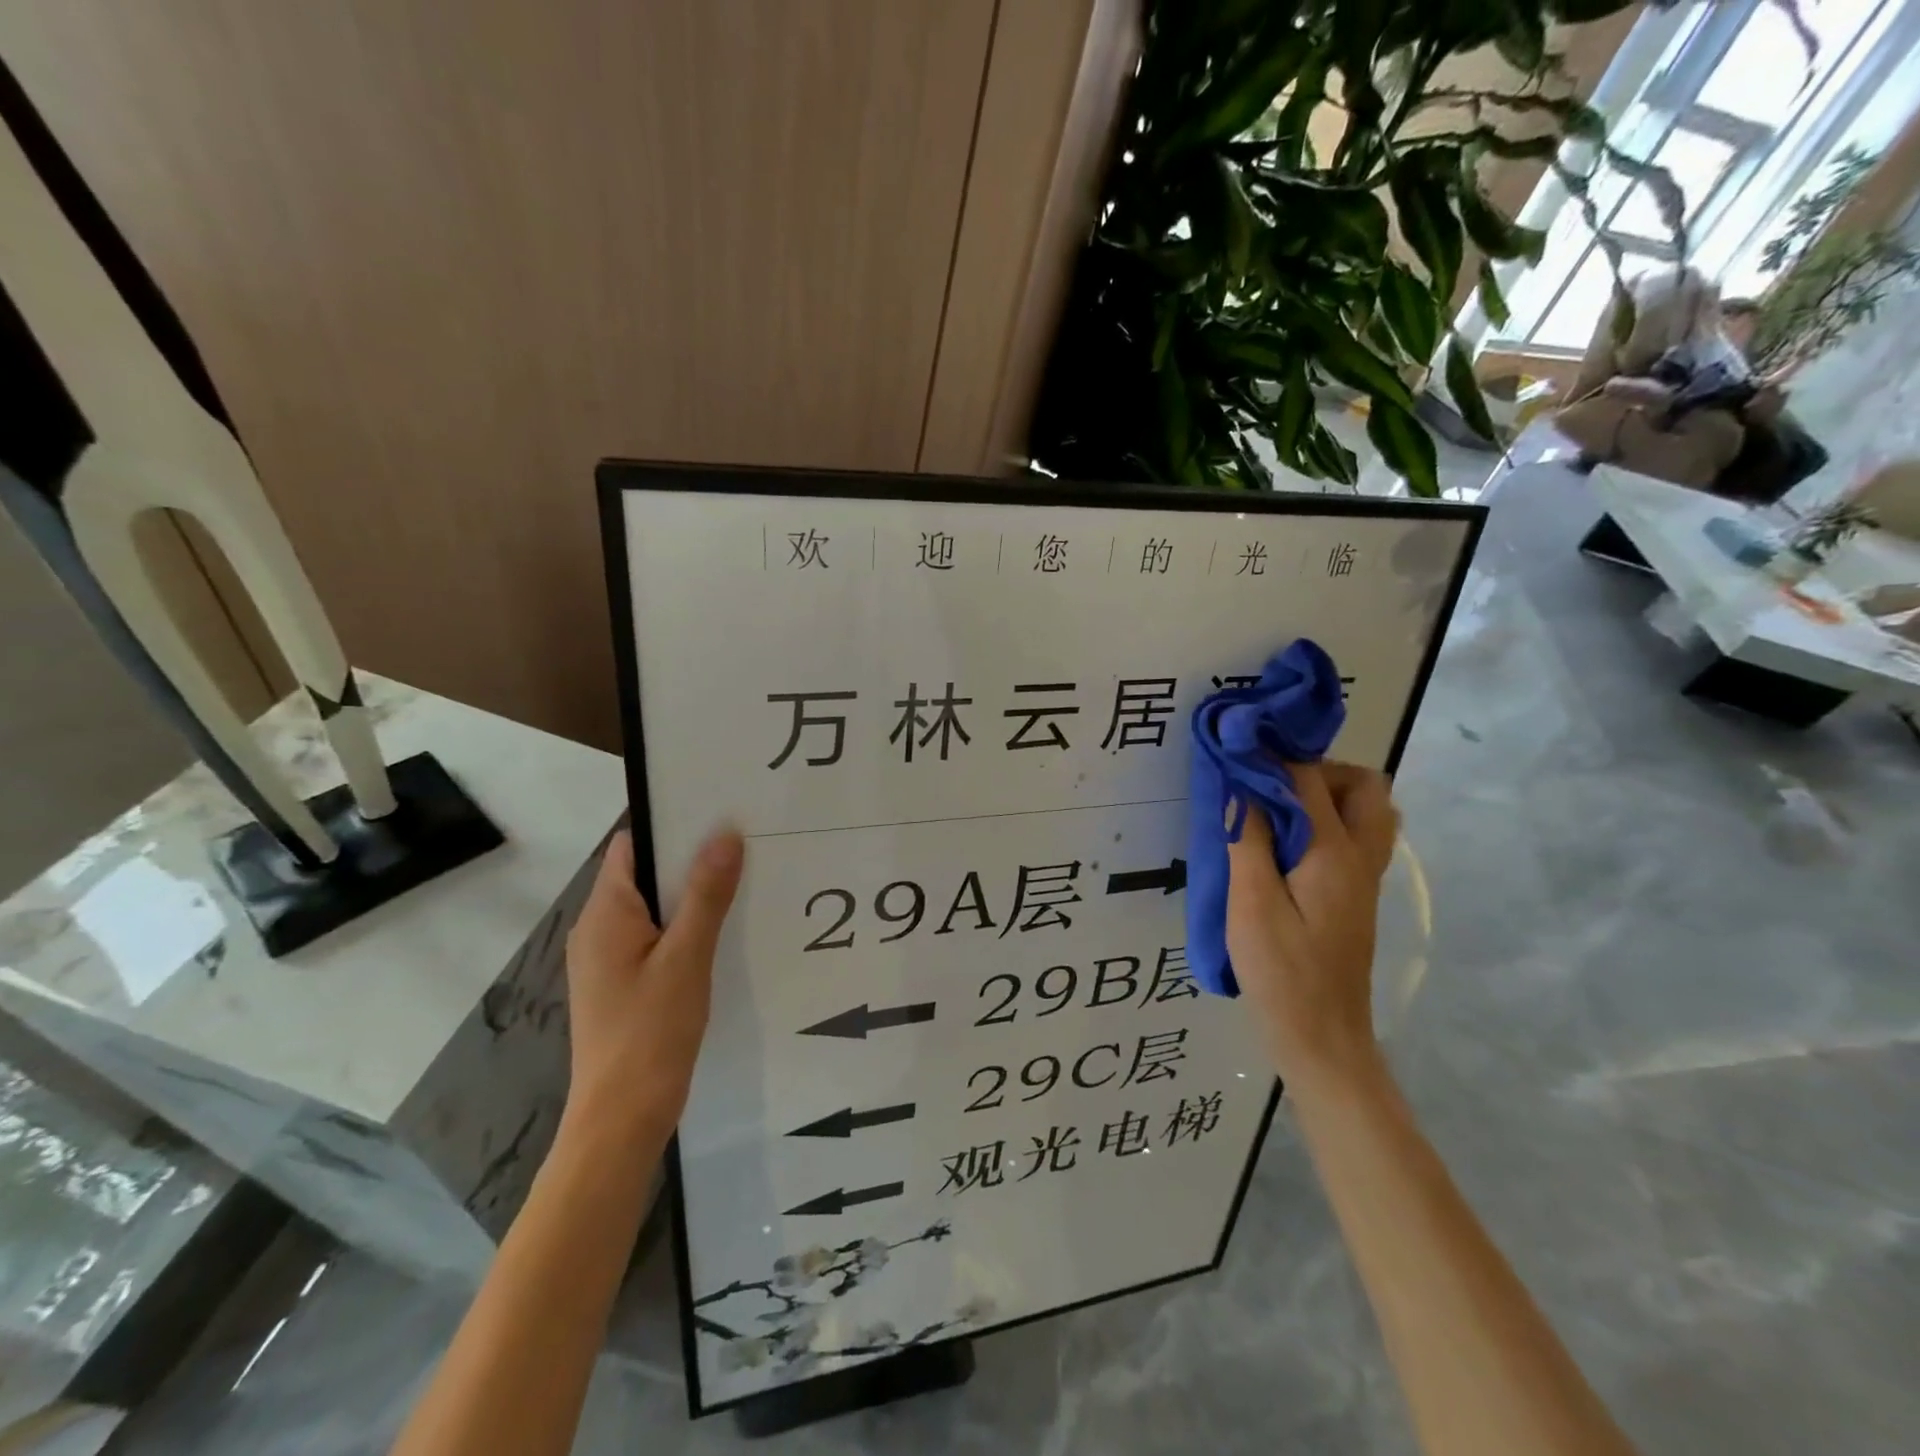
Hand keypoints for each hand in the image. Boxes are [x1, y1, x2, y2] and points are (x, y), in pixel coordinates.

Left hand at [561, 827, 743, 1148]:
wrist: (622, 1118)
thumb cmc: (651, 1031)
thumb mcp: (686, 957)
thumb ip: (706, 895)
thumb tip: (725, 833)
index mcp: (605, 914)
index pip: (632, 847)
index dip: (672, 826)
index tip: (719, 814)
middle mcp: (599, 929)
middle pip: (645, 875)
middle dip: (691, 860)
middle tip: (744, 845)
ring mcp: (608, 959)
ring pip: (653, 908)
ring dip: (692, 895)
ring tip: (743, 882)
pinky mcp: (623, 983)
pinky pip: (655, 937)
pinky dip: (685, 927)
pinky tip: (723, 932)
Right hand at [1226, 761, 1398, 1092]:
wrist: (1322, 1036)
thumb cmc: (1281, 972)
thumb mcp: (1251, 904)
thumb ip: (1248, 840)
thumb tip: (1242, 786)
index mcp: (1335, 854)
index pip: (1309, 780)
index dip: (1272, 757)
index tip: (1236, 750)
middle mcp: (1361, 857)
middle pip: (1365, 786)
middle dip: (1318, 770)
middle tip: (1271, 787)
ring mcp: (1364, 878)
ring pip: (1368, 812)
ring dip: (1328, 796)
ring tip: (1278, 811)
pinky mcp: (1355, 896)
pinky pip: (1356, 837)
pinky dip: (1327, 822)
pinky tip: (1285, 845)